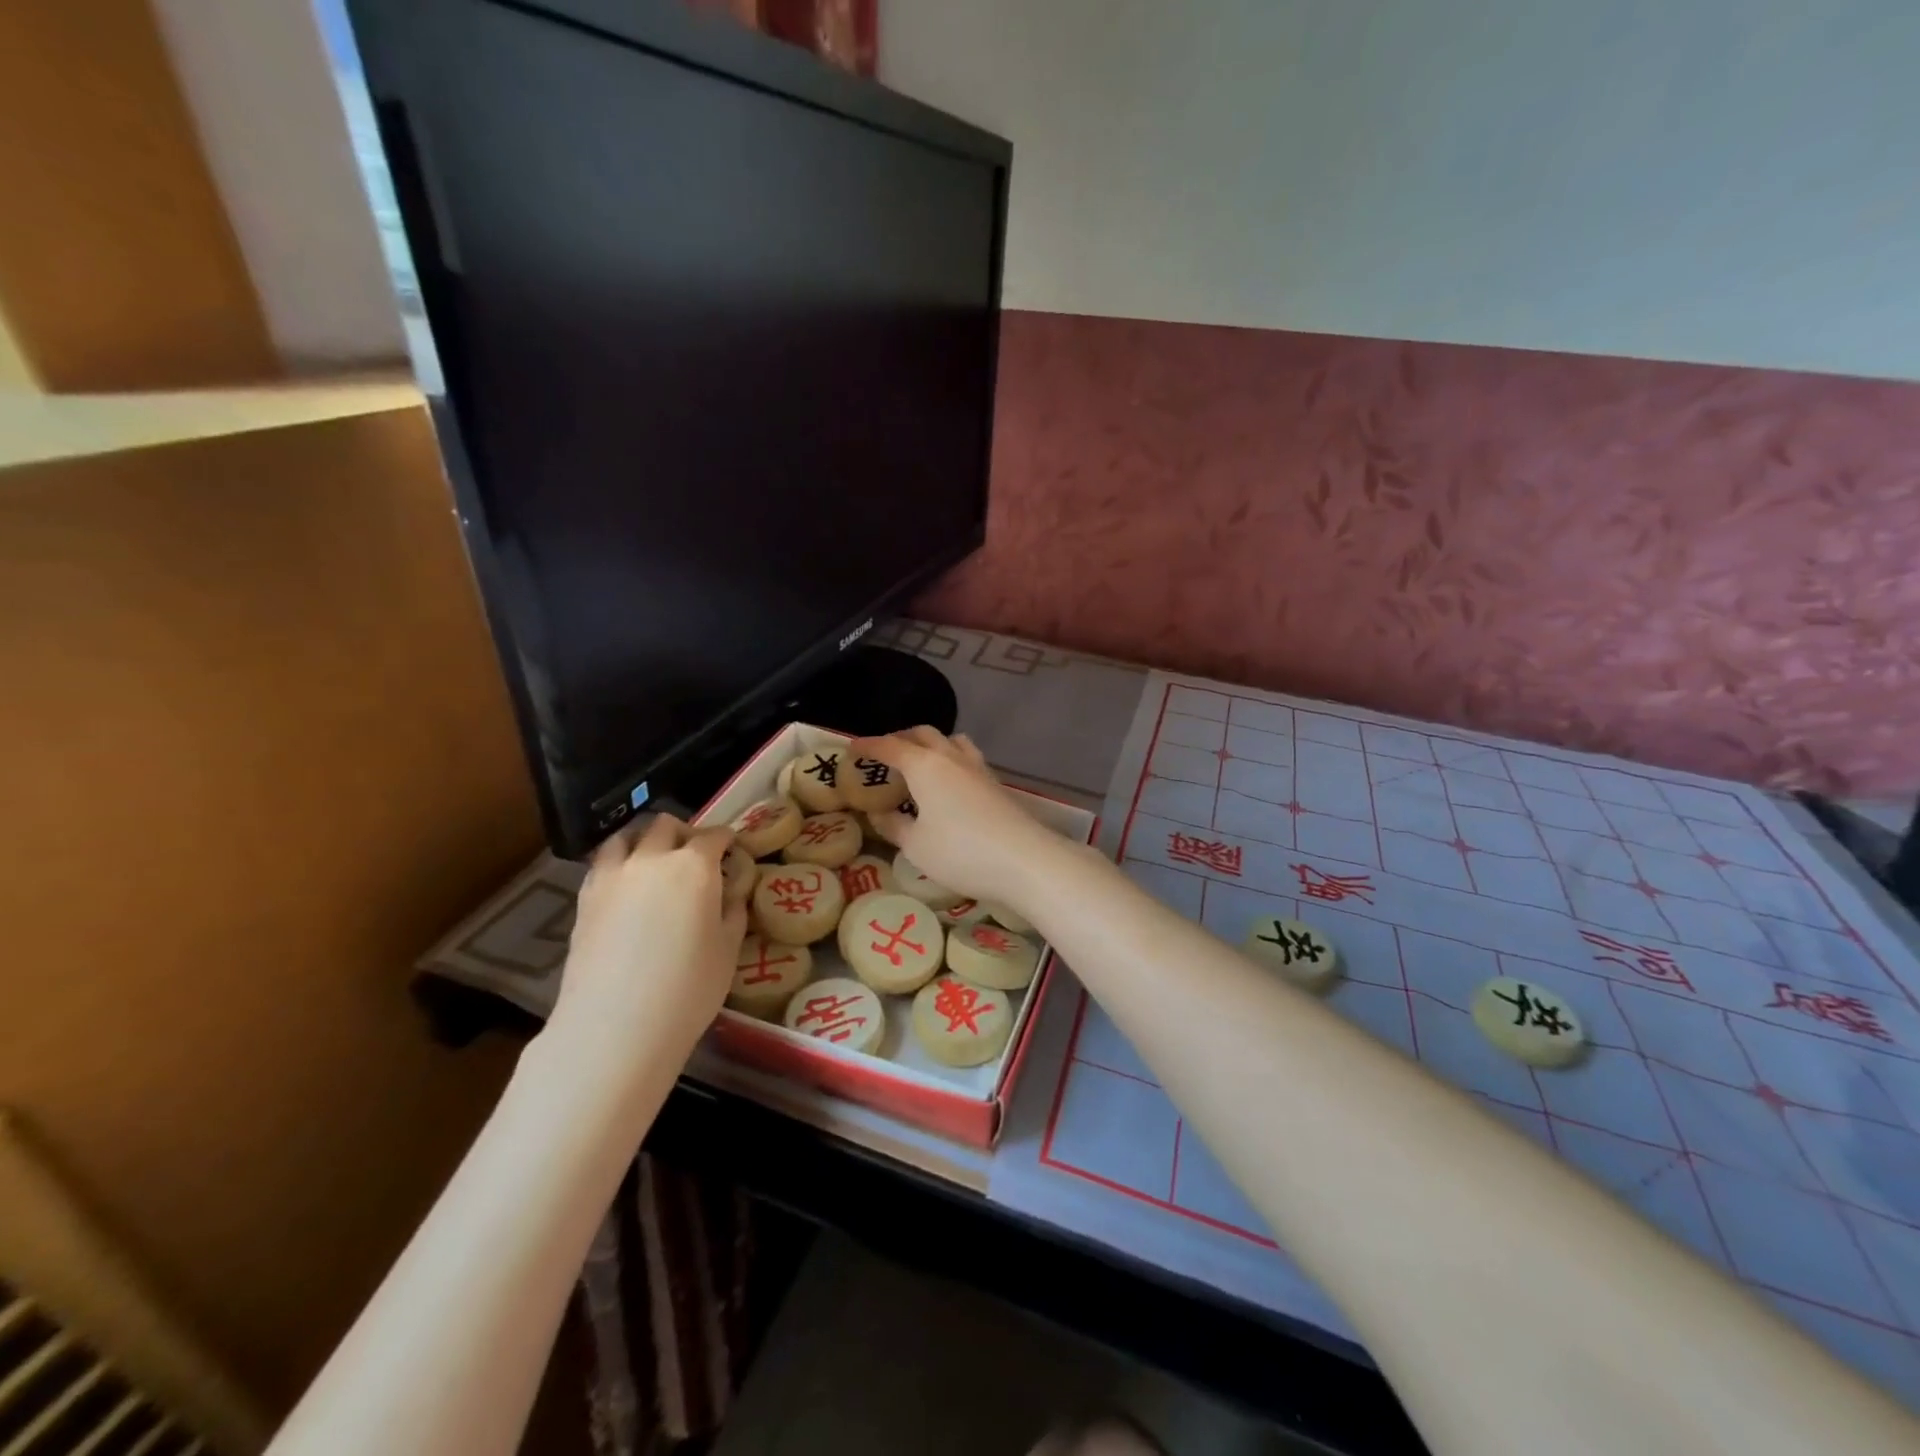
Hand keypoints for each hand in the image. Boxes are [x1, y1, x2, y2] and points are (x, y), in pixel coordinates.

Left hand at [550, 814, 749, 1064]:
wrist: (614, 1027)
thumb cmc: (687, 989)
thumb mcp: (728, 950)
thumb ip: (732, 911)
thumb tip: (730, 895)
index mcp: (695, 866)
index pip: (715, 836)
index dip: (727, 841)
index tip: (733, 852)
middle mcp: (652, 859)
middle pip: (667, 825)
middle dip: (686, 833)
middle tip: (696, 857)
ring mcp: (613, 875)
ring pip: (628, 835)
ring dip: (645, 840)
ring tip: (654, 862)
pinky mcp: (585, 897)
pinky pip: (603, 862)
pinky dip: (619, 862)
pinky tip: (627, 886)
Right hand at [847, 727, 1058, 910]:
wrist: (1024, 860)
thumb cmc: (960, 852)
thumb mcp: (916, 846)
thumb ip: (894, 826)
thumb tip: (879, 813)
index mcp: (924, 766)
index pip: (890, 746)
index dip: (869, 746)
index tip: (852, 748)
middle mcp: (951, 757)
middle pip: (923, 734)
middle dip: (900, 739)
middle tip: (885, 756)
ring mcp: (978, 768)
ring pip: (950, 741)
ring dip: (931, 745)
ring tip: (919, 764)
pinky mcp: (995, 783)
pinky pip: (966, 758)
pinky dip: (950, 760)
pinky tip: (949, 783)